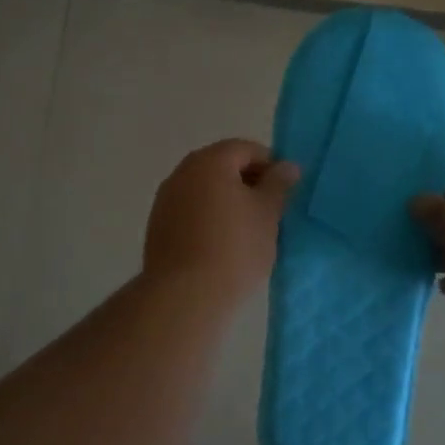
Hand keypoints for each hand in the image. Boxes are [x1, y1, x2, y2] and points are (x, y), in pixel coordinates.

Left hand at [143, 139, 299, 307]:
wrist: (184, 295)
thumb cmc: (234, 247)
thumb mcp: (267, 213)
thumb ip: (278, 184)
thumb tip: (287, 166)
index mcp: (209, 161)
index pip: (245, 149)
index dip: (270, 165)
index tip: (285, 190)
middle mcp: (182, 172)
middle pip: (222, 166)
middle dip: (248, 182)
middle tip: (271, 209)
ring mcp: (165, 199)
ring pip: (204, 190)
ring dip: (227, 201)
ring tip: (249, 230)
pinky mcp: (157, 227)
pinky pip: (190, 211)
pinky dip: (208, 218)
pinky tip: (222, 245)